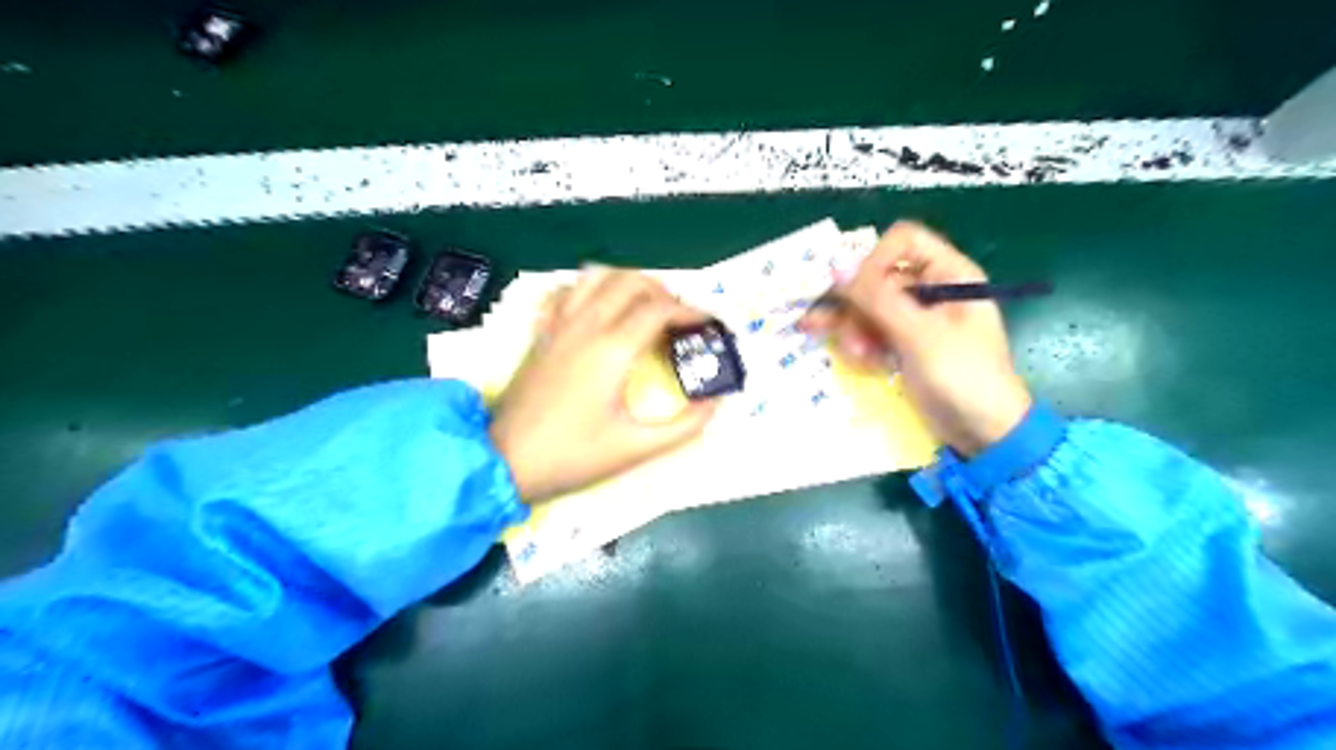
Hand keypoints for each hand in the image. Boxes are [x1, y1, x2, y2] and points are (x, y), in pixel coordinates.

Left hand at [488, 266, 719, 504]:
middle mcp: (586, 325)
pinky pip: (567, 292)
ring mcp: (559, 325)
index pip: (659, 309)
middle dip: (663, 292)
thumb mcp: (635, 448)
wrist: (503, 461)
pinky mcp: (542, 333)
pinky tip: (600, 309)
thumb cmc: (571, 456)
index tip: (709, 324)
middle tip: (679, 319)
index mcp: (613, 349)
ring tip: (643, 308)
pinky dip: (590, 289)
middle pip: (631, 281)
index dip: (691, 311)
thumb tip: (716, 404)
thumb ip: (684, 427)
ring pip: (597, 276)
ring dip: (627, 283)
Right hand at [804, 220, 1031, 456]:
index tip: (856, 289)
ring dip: (854, 329)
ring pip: (867, 307)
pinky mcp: (903, 344)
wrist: (984, 432)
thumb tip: (835, 268)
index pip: (903, 241)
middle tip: (823, 323)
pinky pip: (870, 332)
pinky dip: (863, 346)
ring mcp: (914, 319)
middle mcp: (929, 290)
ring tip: (856, 354)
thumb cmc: (964, 376)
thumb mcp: (921, 335)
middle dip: (855, 304)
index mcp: (948, 275)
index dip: (875, 259)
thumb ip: (878, 299)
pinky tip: (867, 364)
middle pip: (877, 276)